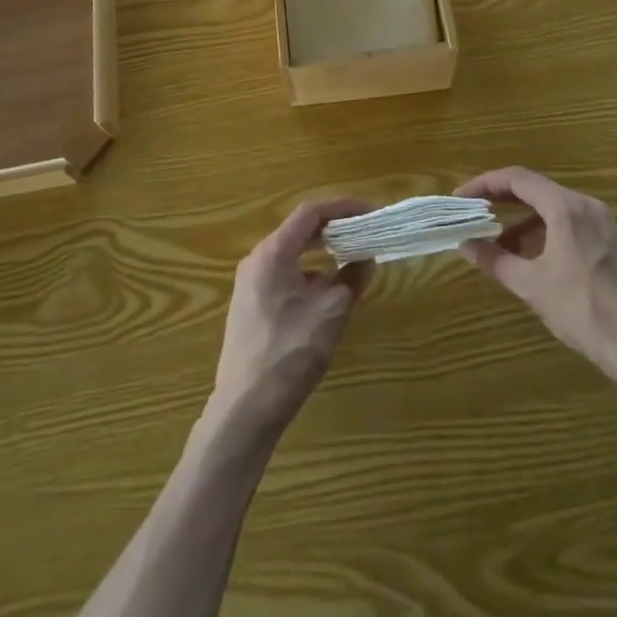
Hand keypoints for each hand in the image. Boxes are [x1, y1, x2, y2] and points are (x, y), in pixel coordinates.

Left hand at [207, 198, 372, 441]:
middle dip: (335, 229)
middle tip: (366, 233)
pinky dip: (309, 274)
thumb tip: (365, 260)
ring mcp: (250, 283)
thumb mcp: (331, 312)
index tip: (371, 212)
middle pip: (300, 230)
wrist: (245, 408)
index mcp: (274, 251)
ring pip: (293, 254)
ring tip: (352, 261)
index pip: (311, 212)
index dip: (344, 207)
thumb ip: (351, 279)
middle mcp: (258, 258)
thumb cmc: (290, 352)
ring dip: (323, 253)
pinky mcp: (250, 305)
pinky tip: (328, 295)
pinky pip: (284, 275)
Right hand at [455, 167, 616, 395]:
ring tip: (499, 245)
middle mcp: (586, 205)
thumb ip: (495, 260)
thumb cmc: (586, 312)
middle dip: (501, 200)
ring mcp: (603, 223)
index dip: (483, 184)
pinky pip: (570, 223)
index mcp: (566, 207)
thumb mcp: (533, 287)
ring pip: (553, 208)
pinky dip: (544, 232)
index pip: (516, 178)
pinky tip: (533, 259)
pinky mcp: (613, 243)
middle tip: (473, 215)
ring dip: (522, 220)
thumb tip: (464, 244)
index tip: (460, 198)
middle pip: (535, 189)